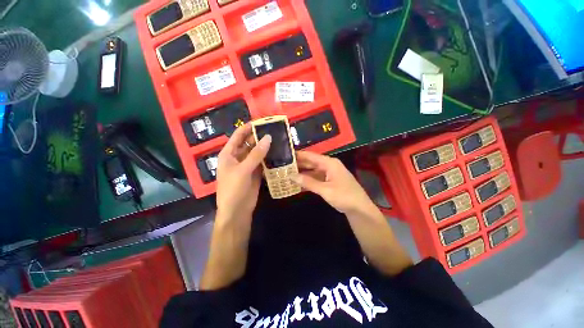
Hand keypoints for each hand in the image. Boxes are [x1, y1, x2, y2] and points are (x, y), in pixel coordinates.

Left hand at [216, 123, 271, 219]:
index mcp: (229, 154)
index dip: (248, 127)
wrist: (237, 211)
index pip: (238, 136)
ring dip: (266, 147)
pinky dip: (269, 158)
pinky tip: (278, 153)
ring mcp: (248, 165)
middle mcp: (238, 157)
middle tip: (275, 131)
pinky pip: (262, 162)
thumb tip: (268, 137)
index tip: (262, 122)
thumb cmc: (233, 189)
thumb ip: (256, 154)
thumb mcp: (243, 170)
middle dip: (260, 137)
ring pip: (257, 152)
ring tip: (279, 140)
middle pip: (249, 143)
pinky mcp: (256, 173)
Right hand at [291, 151, 375, 214]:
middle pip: (311, 162)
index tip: (286, 154)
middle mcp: (329, 165)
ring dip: (302, 173)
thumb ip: (308, 182)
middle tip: (283, 165)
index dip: (298, 155)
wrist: (360, 209)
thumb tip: (292, 176)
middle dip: (298, 164)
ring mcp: (329, 174)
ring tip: (288, 173)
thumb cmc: (344, 196)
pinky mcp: (329, 181)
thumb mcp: (325, 190)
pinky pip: (316, 178)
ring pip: (312, 171)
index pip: (311, 156)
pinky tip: (298, 183)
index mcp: (329, 163)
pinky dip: (308, 180)